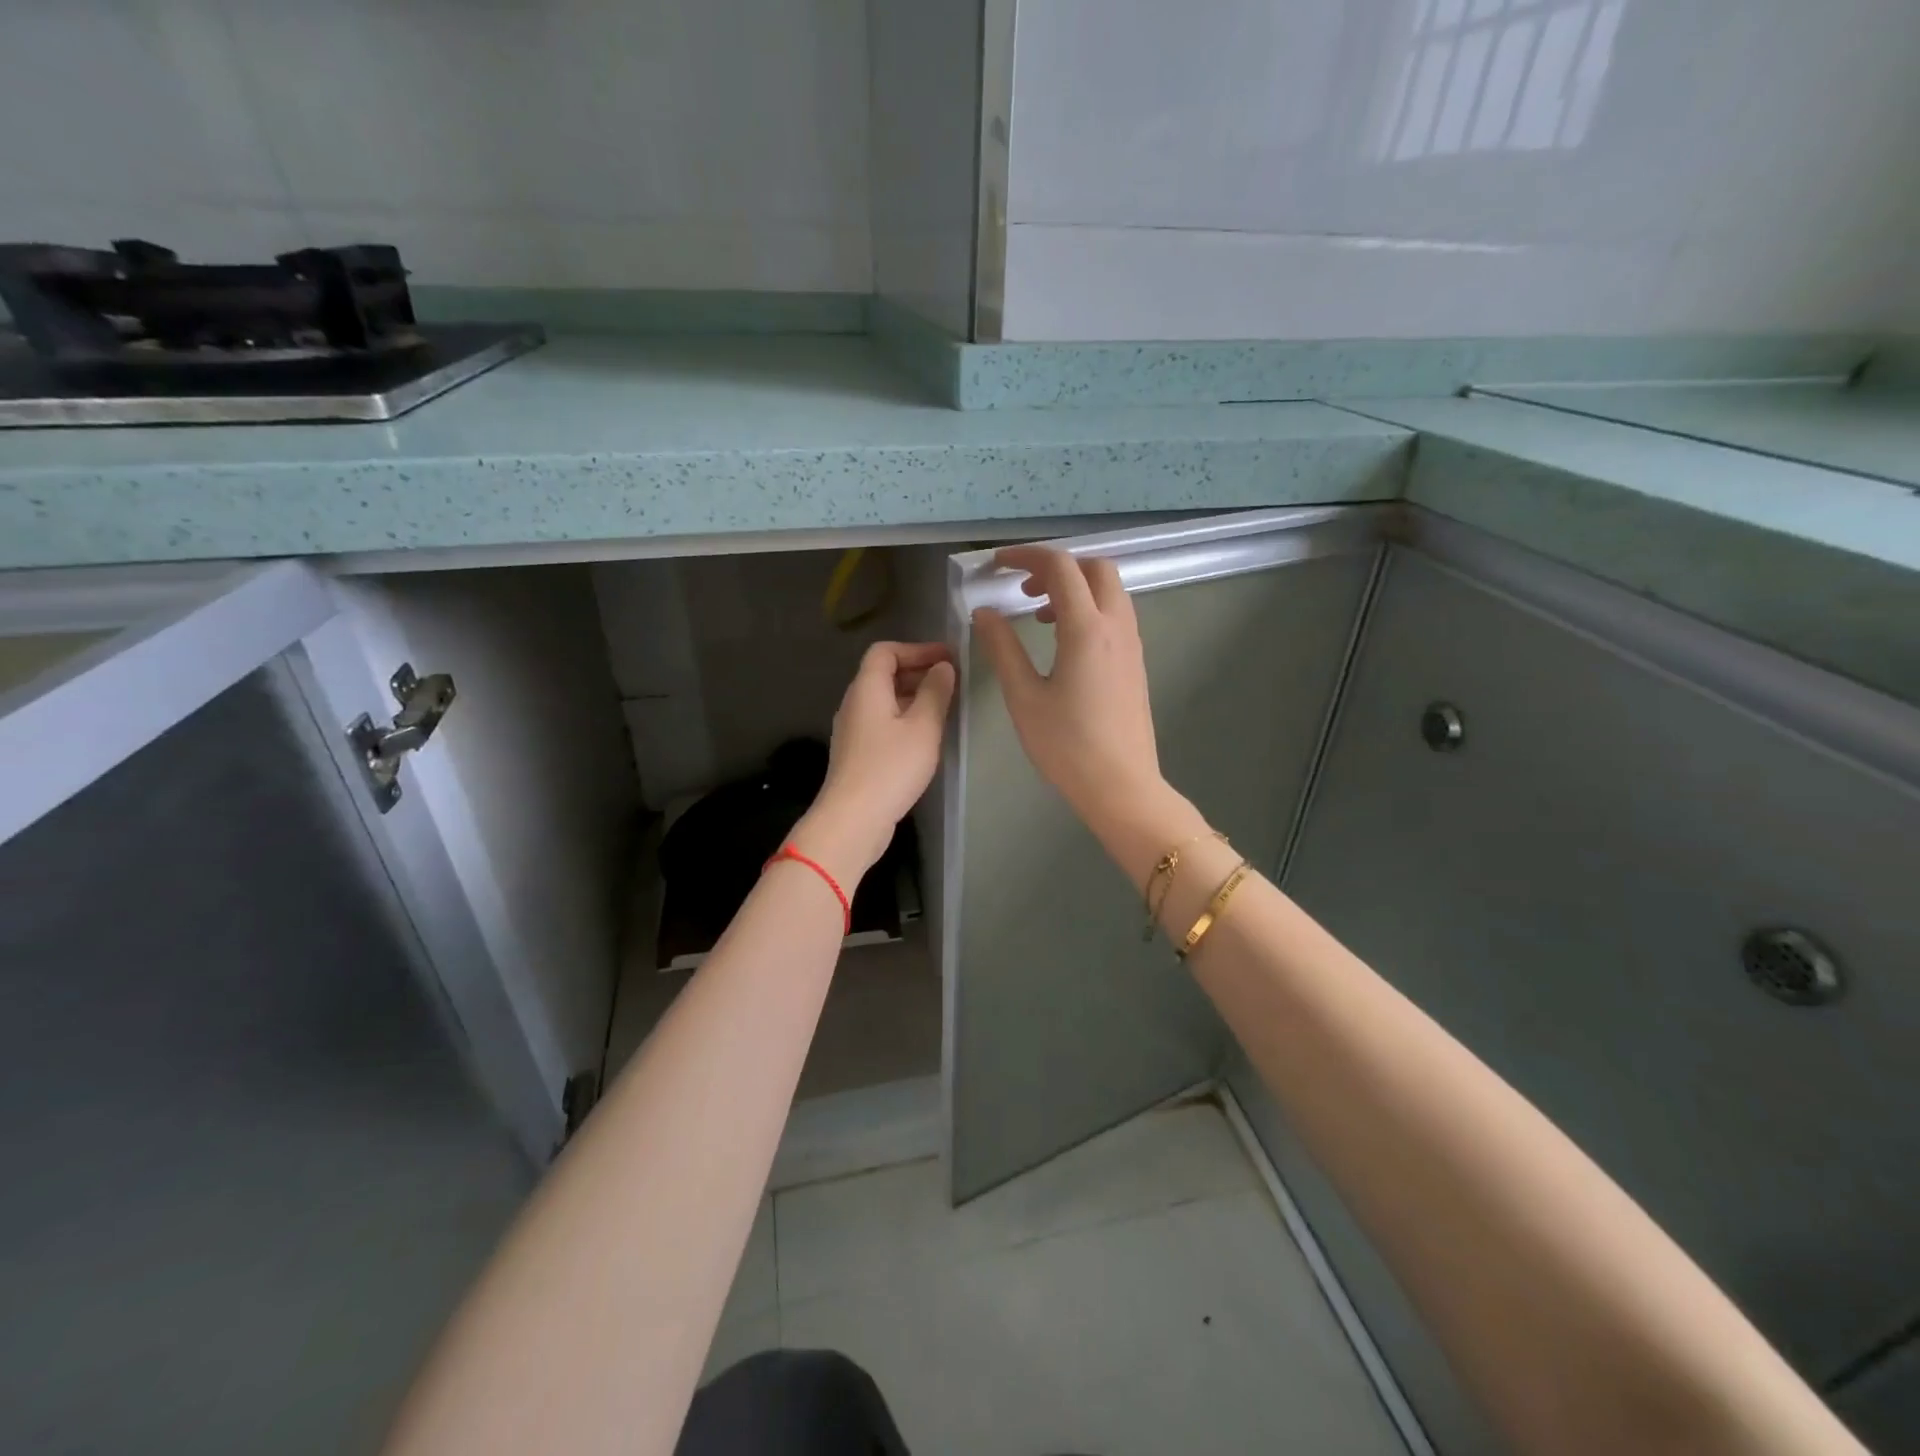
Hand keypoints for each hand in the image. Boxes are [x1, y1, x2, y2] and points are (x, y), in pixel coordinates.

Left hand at [794, 641, 956, 882]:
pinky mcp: (857, 753)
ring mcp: (853, 730)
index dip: (917, 649)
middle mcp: (854, 703)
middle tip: (951, 681)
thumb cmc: (891, 767)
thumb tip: (943, 668)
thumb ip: (935, 692)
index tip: (947, 659)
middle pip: (883, 674)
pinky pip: (882, 722)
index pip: (885, 651)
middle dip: (918, 671)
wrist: (853, 819)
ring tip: (944, 707)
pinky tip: (925, 737)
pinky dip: (904, 718)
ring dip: (913, 696)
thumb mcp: (923, 727)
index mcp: (867, 688)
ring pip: (884, 700)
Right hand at [972, 546, 1168, 836]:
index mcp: (1087, 629)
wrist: (1120, 785)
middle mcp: (1116, 626)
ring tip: (1039, 615)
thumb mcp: (1023, 696)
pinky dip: (1089, 608)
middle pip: (1095, 568)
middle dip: (1057, 566)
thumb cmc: (1066, 745)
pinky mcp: (1135, 662)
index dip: (1025, 557)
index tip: (996, 565)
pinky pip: (1115, 614)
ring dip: (1075, 587)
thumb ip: (1002, 648)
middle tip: (1022, 589)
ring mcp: (1132, 644)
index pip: (1060, 567)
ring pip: (1109, 590)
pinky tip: (1064, 641)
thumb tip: (984, 613)